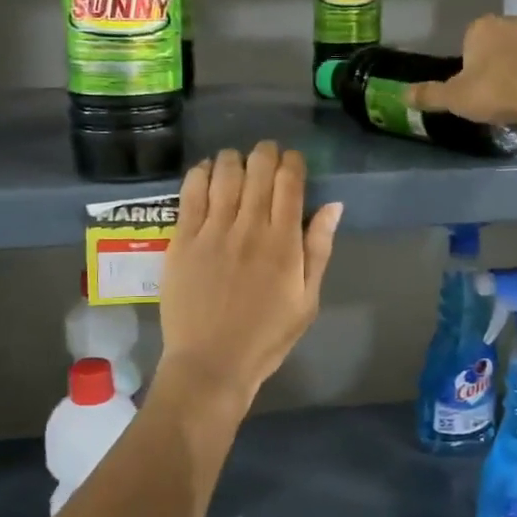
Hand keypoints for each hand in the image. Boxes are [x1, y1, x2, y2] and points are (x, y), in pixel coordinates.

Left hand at [158, 142, 341, 404]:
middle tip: (266, 156)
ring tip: (236, 163)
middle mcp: (249, 227)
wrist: (211, 364)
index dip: (292, 161)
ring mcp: (212, 230)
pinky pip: (191, 191)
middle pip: (258, 168)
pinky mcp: (182, 239)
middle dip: (265, 153)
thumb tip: (333, 205)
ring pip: (224, 172)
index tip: (292, 161)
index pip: (290, 181)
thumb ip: (319, 249)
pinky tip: (206, 173)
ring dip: (234, 159)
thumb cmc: (267, 336)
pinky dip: (201, 173)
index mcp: (284, 242)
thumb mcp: (308, 300)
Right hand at [410, 15, 516, 142]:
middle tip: (498, 97)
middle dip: (497, 65)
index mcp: (481, 28)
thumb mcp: (456, 98)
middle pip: (499, 44)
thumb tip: (402, 94)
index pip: (469, 42)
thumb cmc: (498, 91)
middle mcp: (512, 21)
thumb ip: (430, 95)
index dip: (470, 66)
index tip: (476, 89)